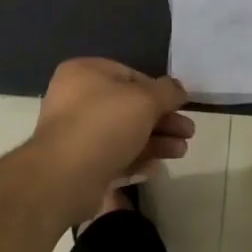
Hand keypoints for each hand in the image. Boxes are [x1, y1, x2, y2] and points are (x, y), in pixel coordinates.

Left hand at [30, 59, 192, 222]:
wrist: (64, 178)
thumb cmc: (104, 125)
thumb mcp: (144, 100)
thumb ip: (166, 91)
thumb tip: (178, 88)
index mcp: (84, 73)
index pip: (130, 75)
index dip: (158, 90)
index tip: (180, 104)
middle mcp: (76, 100)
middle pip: (129, 107)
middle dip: (162, 120)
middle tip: (188, 131)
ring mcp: (76, 134)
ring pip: (124, 133)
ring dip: (155, 141)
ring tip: (182, 151)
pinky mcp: (80, 165)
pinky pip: (114, 157)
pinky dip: (136, 159)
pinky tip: (157, 167)